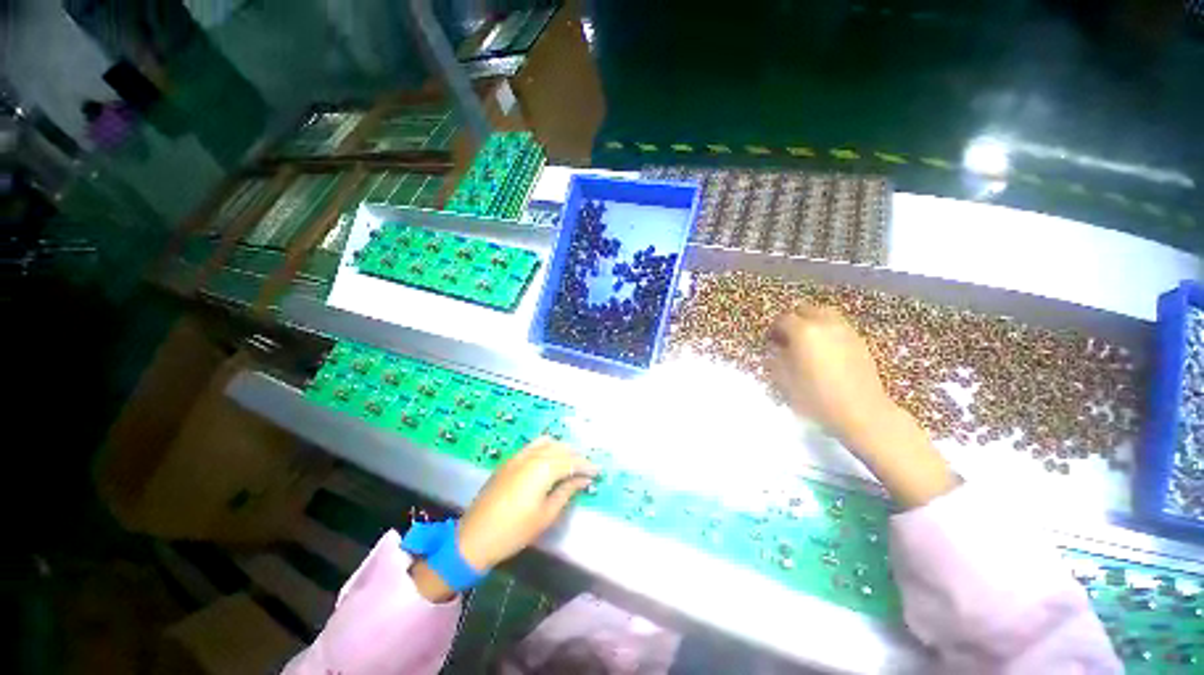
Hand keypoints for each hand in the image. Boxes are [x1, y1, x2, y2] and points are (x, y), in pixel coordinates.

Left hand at [457, 438, 596, 570]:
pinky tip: (549, 458)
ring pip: (547, 443)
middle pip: (561, 449)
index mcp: (543, 469)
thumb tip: (583, 480)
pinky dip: (546, 447)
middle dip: (576, 456)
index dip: (587, 466)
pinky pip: (533, 445)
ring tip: (571, 461)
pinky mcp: (509, 461)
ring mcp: (518, 456)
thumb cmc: (514, 531)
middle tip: (587, 469)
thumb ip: (566, 492)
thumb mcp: (546, 515)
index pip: (571, 461)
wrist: (474, 537)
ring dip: (562, 449)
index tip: (599, 472)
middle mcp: (532, 456)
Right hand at [767, 305, 893, 444]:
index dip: (773, 330)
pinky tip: (825, 350)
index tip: (770, 342)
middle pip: (805, 310)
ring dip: (812, 323)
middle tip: (787, 338)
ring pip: (824, 315)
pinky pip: (838, 326)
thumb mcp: (783, 379)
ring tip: (807, 342)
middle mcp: (825, 324)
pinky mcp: (860, 341)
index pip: (782, 319)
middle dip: (793, 320)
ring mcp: (845, 330)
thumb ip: (776, 357)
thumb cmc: (816, 397)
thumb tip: (776, 348)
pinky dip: (827, 331)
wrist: (861, 412)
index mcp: (803, 331)